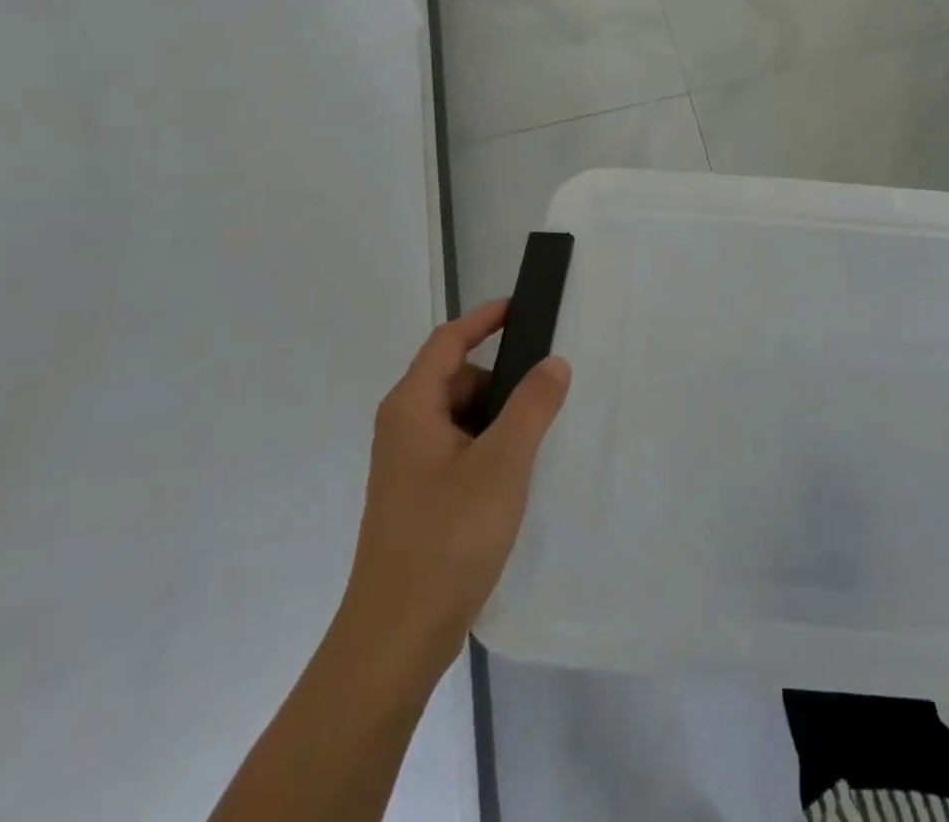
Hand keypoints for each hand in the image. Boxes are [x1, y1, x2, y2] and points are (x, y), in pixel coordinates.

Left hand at [336, 299, 570, 682]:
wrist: (395, 640)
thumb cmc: (447, 538)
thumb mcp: (502, 463)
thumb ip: (532, 405)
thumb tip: (553, 361)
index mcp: (412, 408)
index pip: (449, 341)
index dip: (485, 319)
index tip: (523, 307)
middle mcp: (403, 429)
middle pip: (457, 379)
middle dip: (501, 379)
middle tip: (548, 393)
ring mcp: (408, 466)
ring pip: (460, 418)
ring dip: (498, 418)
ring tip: (538, 439)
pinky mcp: (418, 498)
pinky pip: (459, 449)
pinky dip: (488, 447)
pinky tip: (516, 476)